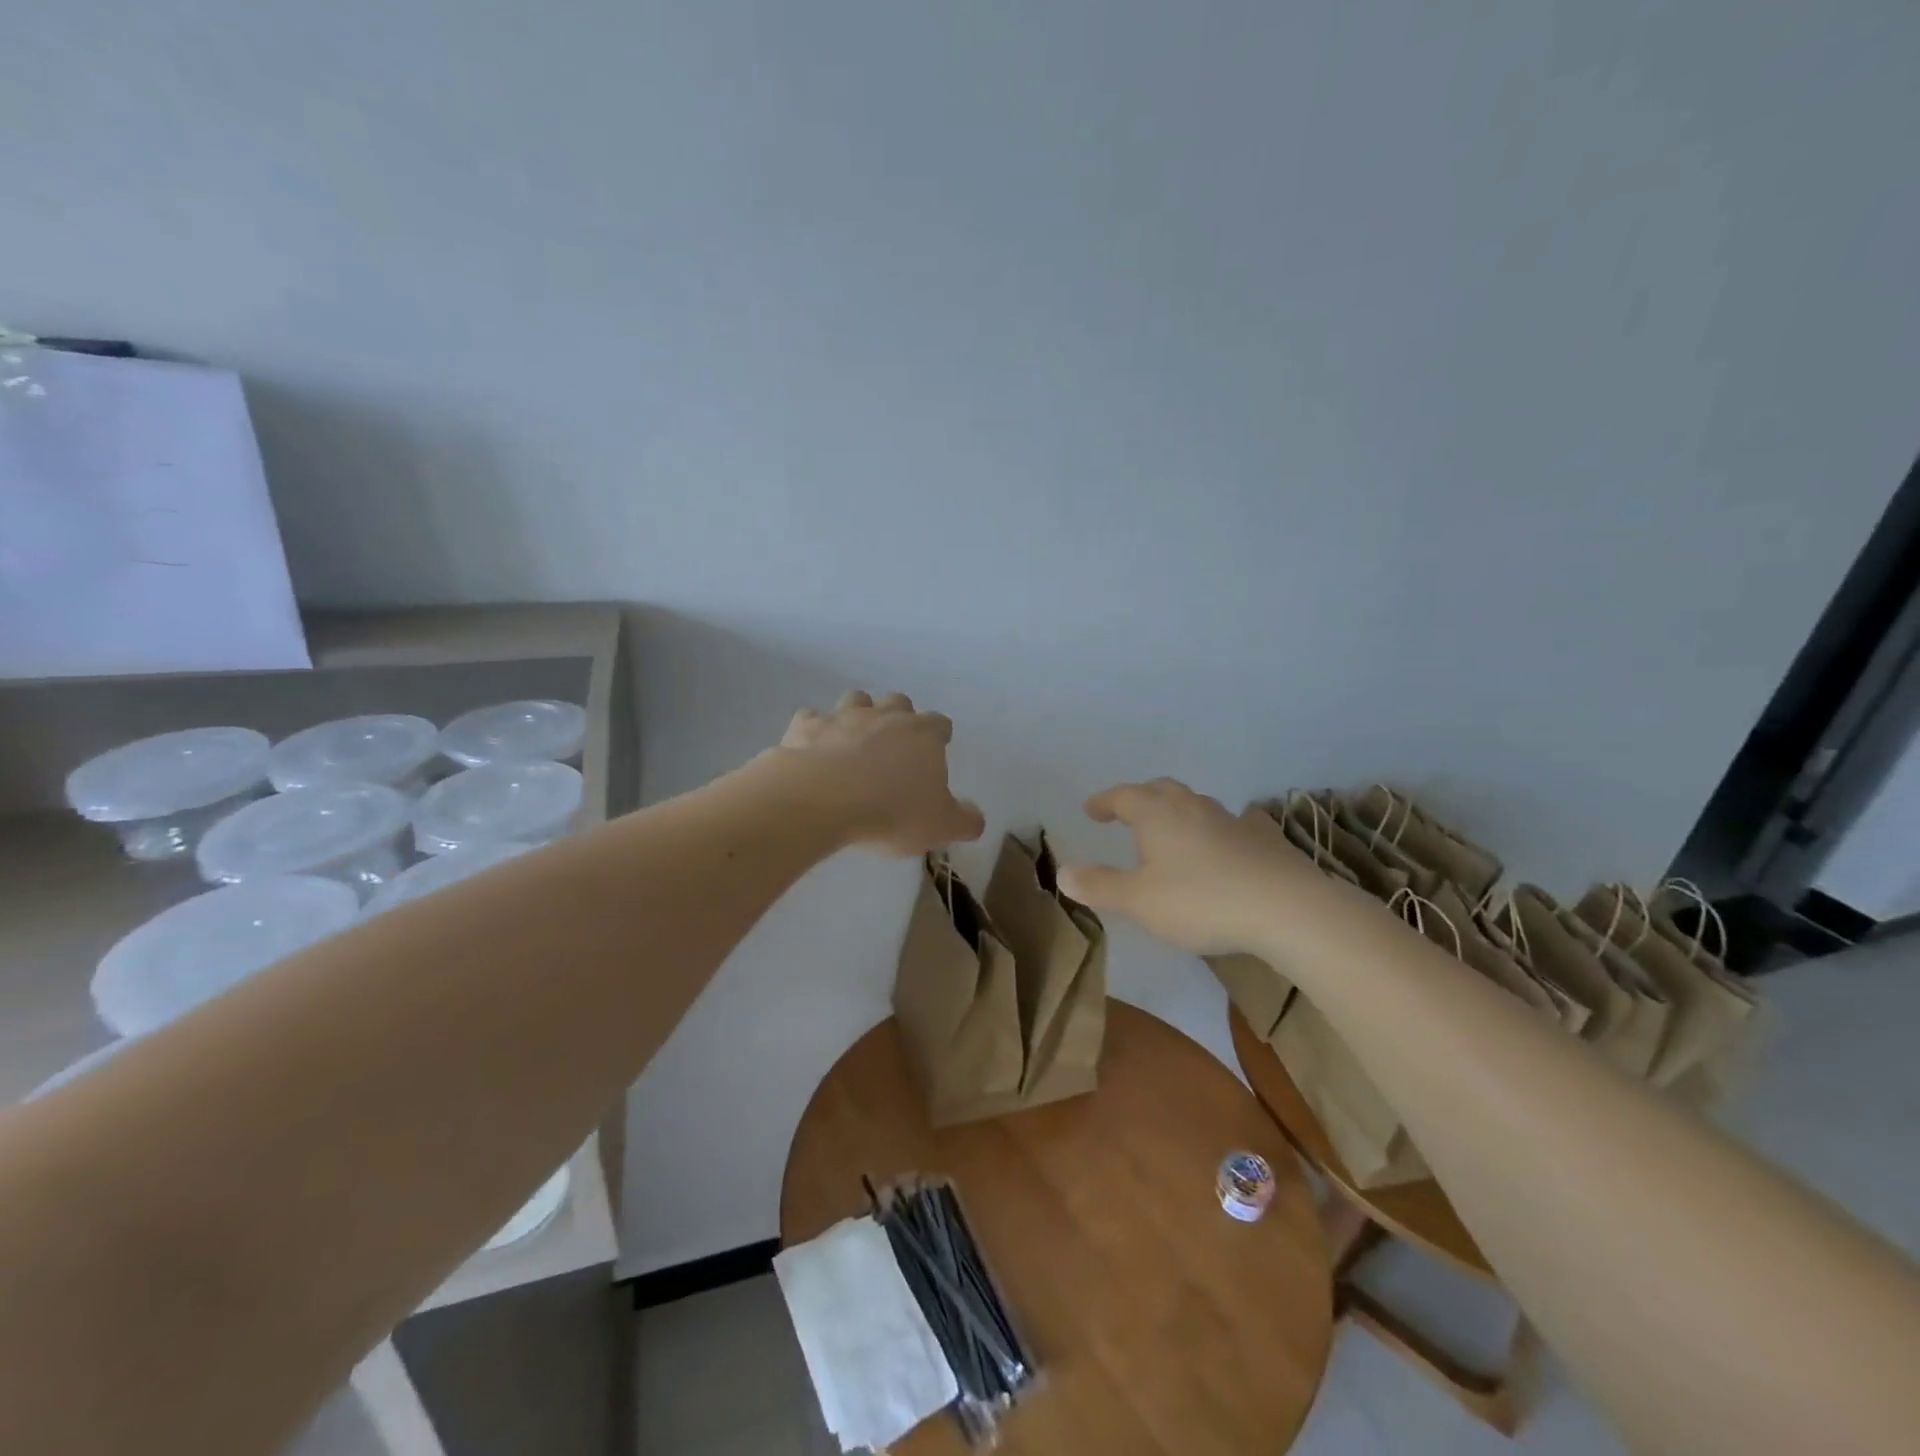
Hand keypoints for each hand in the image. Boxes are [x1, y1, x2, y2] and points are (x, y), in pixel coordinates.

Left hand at [773, 691, 984, 855]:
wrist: (822, 799)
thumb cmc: (891, 811)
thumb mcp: (940, 826)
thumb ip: (965, 820)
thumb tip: (975, 817)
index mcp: (924, 734)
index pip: (940, 724)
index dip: (939, 738)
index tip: (934, 756)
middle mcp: (886, 715)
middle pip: (899, 703)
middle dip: (899, 719)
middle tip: (895, 749)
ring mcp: (844, 716)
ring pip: (857, 700)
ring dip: (859, 715)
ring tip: (855, 743)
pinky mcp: (806, 726)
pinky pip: (812, 719)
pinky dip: (815, 731)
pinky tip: (813, 752)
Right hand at [1056, 779, 1316, 954]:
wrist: (1286, 908)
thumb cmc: (1200, 900)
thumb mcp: (1138, 900)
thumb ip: (1099, 886)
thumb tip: (1062, 872)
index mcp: (1156, 814)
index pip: (1123, 797)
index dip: (1104, 802)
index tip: (1090, 810)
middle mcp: (1192, 808)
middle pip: (1161, 791)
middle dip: (1141, 798)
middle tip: (1128, 813)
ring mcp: (1231, 820)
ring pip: (1196, 805)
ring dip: (1178, 813)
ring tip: (1171, 832)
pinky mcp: (1262, 839)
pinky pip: (1232, 825)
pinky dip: (1217, 830)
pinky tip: (1225, 845)